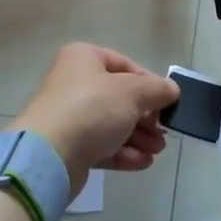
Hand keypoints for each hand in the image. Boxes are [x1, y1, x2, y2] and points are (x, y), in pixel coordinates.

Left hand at [14, 43, 177, 193]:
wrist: (48, 155)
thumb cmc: (92, 109)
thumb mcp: (132, 92)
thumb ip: (157, 89)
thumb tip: (172, 89)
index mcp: (84, 58)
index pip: (125, 65)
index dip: (150, 83)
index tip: (168, 102)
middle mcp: (74, 83)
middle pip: (120, 97)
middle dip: (146, 116)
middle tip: (164, 131)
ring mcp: (70, 116)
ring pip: (112, 123)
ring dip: (138, 136)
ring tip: (158, 150)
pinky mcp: (69, 146)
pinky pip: (102, 145)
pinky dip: (123, 152)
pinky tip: (143, 162)